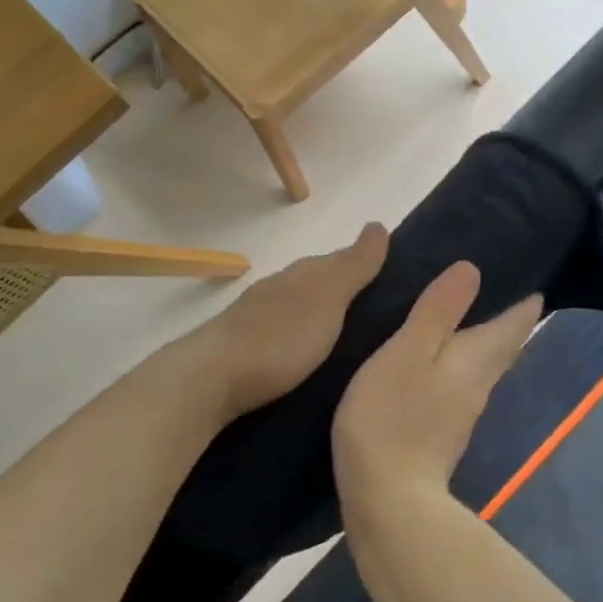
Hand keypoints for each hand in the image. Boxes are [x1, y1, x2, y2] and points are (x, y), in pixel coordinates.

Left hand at [193, 223, 388, 418]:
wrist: (211, 377)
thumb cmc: (280, 337)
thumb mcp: (327, 298)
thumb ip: (353, 267)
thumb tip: (378, 225)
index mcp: (303, 274)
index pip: (340, 259)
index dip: (364, 266)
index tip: (391, 279)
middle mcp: (280, 287)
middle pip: (318, 280)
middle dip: (344, 289)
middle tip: (376, 309)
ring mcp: (258, 315)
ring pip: (299, 305)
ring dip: (321, 313)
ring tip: (347, 335)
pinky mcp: (245, 345)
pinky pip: (285, 330)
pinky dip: (301, 334)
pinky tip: (308, 351)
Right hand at [332, 262, 541, 527]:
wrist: (388, 499)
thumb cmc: (391, 418)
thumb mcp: (406, 353)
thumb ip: (437, 312)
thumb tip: (472, 269)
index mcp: (474, 360)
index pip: (513, 324)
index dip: (525, 301)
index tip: (533, 277)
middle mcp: (478, 385)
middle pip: (503, 348)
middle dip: (509, 321)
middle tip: (503, 291)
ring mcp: (461, 414)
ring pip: (482, 367)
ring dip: (483, 342)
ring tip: (466, 318)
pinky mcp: (441, 435)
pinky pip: (459, 386)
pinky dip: (457, 366)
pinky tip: (437, 365)